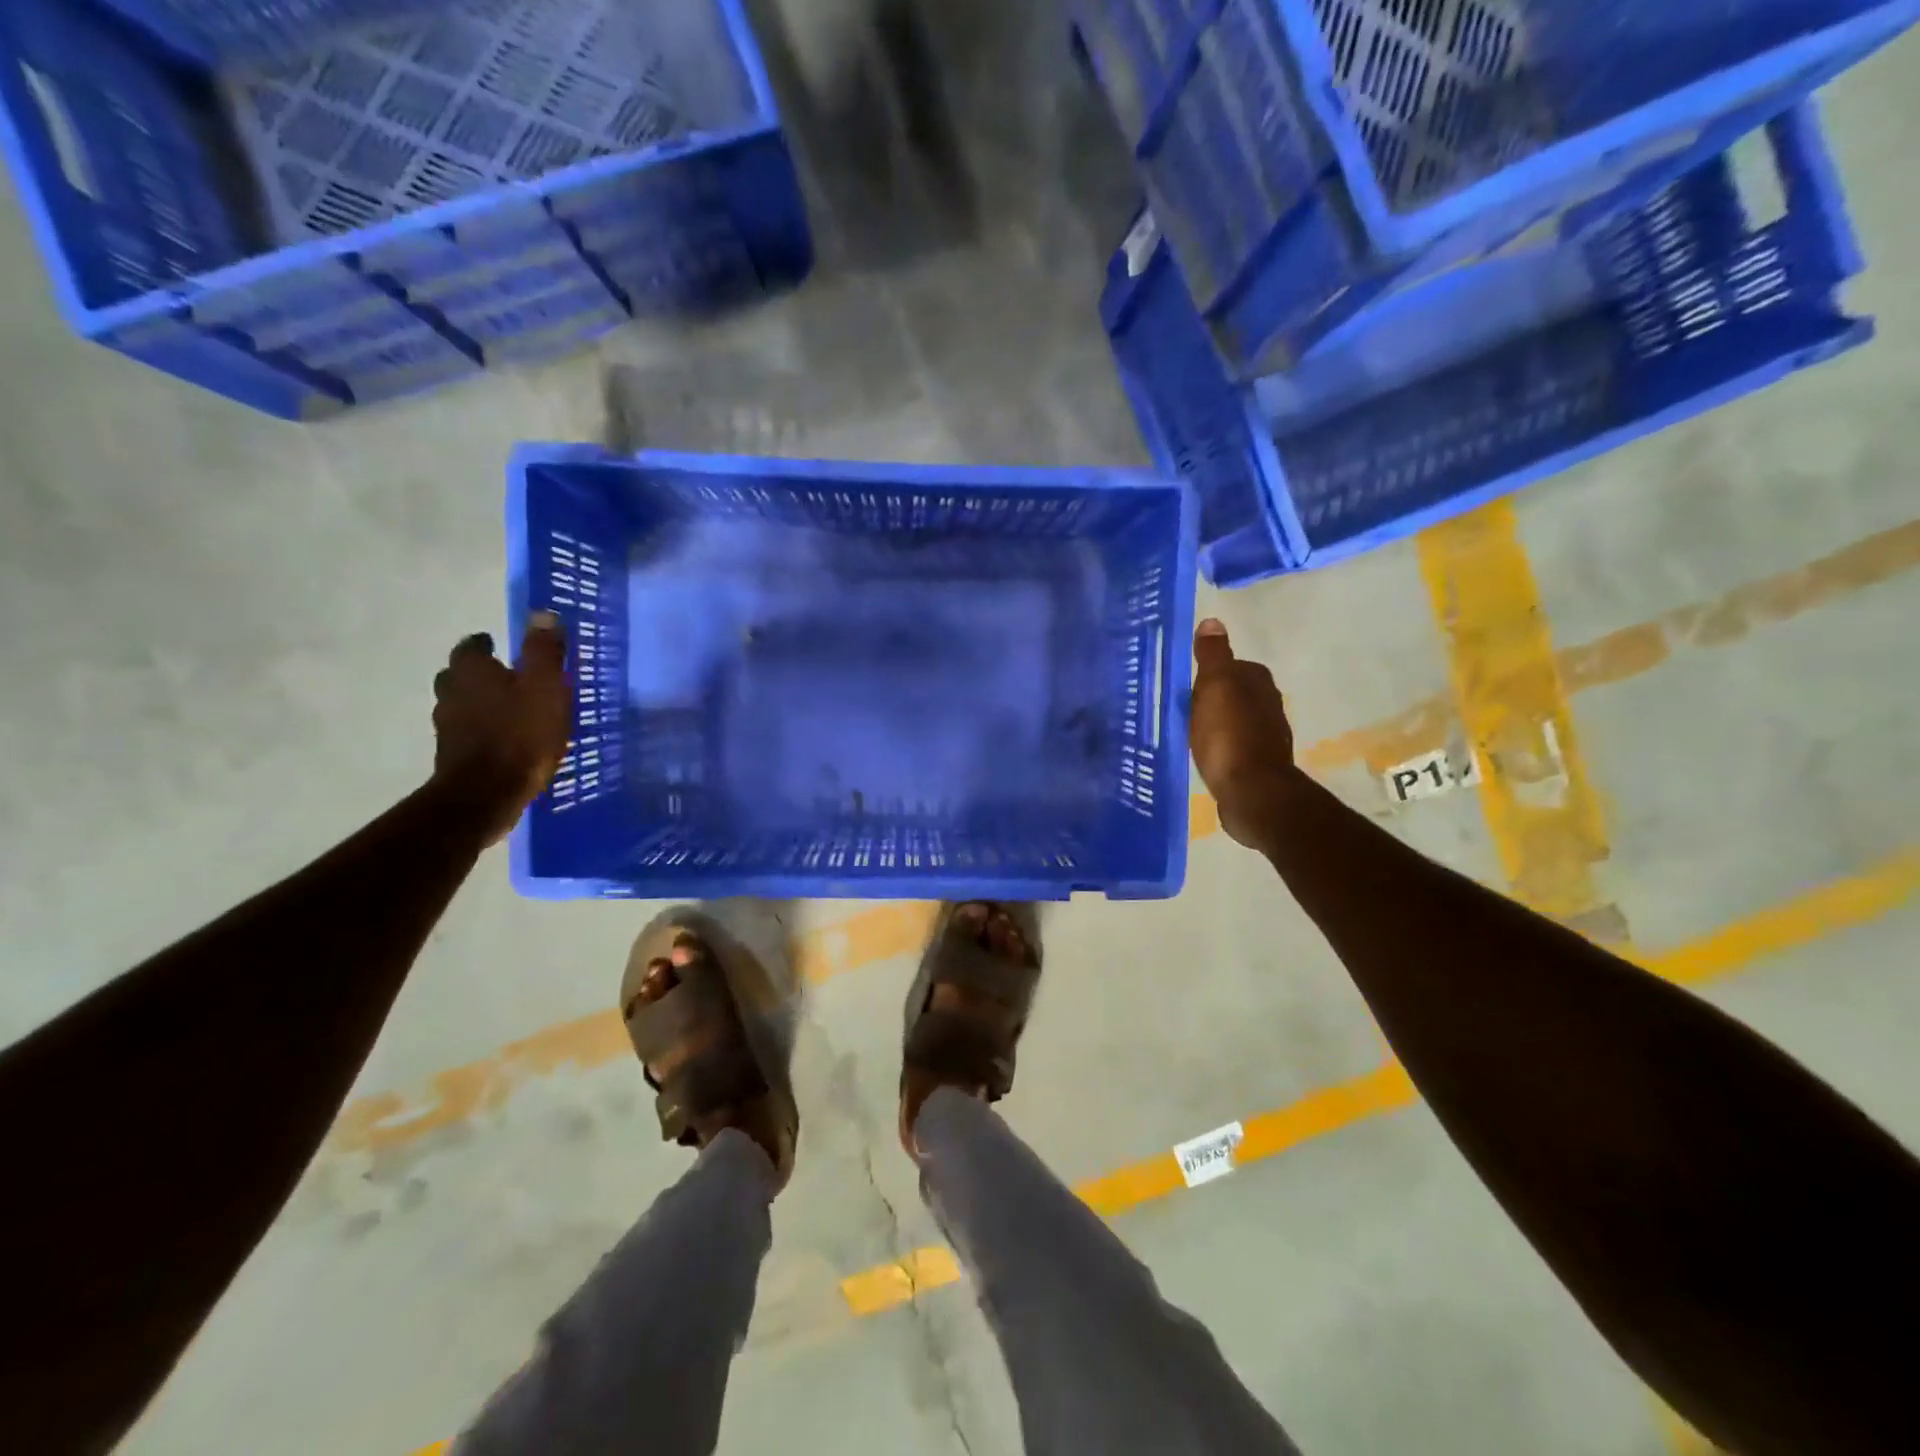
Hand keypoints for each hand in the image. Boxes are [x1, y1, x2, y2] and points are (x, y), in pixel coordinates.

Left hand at [432, 613, 570, 843]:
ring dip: (479, 703)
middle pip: (459, 675)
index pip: (471, 647)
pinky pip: (467, 733)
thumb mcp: (545, 686)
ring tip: (507, 709)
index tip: (498, 645)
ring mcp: (448, 727)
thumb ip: (544, 651)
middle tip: (504, 676)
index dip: (484, 644)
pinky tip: (503, 740)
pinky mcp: (453, 757)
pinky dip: (482, 731)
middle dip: (479, 673)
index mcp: (472, 671)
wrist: (487, 793)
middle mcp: (451, 693)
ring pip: (461, 705)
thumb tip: (542, 613)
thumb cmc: (521, 733)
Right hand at [1190, 618, 1298, 850]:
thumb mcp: (1215, 687)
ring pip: (1236, 719)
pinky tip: (1207, 755)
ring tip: (1190, 731)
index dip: (1210, 673)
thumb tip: (1213, 621)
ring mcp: (1266, 736)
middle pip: (1235, 693)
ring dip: (1218, 722)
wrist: (1251, 792)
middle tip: (1184, 707)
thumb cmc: (1228, 735)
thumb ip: (1213, 655)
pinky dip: (1222, 746)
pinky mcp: (1259, 764)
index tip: (1187, 684)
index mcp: (1258, 682)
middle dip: (1214, 698)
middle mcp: (1269, 704)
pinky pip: (1235, 745)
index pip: (1233, 665)